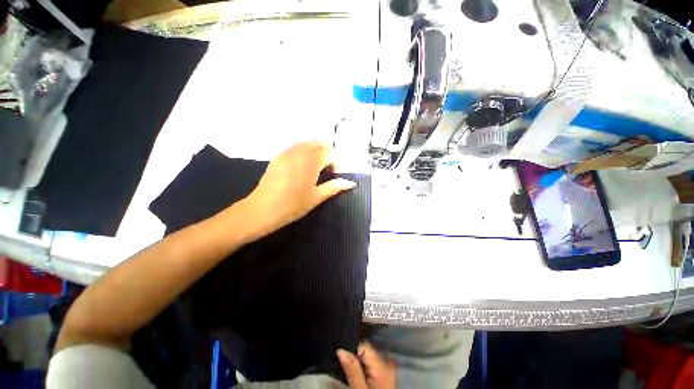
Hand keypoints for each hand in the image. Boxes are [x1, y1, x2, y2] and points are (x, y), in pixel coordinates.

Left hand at [239, 141, 354, 240]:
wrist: (262, 209)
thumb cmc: (293, 205)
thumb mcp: (317, 197)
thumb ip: (334, 187)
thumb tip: (350, 183)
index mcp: (311, 161)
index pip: (329, 152)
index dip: (334, 161)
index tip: (333, 173)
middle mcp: (299, 152)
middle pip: (318, 144)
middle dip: (326, 153)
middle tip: (325, 169)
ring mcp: (287, 153)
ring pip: (306, 143)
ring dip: (314, 150)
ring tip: (315, 167)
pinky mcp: (278, 157)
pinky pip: (294, 147)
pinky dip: (303, 151)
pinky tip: (301, 166)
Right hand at [338, 343, 396, 388]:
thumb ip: (352, 369)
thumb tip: (340, 350)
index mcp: (382, 364)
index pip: (364, 345)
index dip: (351, 348)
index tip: (340, 355)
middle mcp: (387, 363)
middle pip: (366, 351)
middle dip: (354, 355)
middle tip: (341, 363)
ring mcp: (387, 370)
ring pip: (368, 358)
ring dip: (357, 362)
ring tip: (347, 369)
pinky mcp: (385, 377)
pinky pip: (371, 366)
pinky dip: (363, 368)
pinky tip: (357, 375)